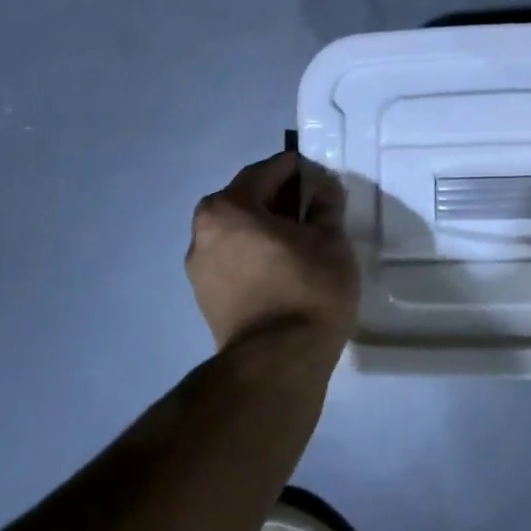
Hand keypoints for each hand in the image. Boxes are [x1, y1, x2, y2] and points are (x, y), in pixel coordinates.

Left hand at [186, 151, 359, 351]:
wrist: (278, 362)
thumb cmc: (307, 289)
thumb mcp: (331, 241)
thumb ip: (325, 206)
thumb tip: (323, 188)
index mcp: (229, 209)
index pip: (265, 172)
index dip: (295, 168)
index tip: (318, 173)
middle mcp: (203, 232)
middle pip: (245, 199)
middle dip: (278, 197)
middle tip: (312, 203)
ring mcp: (199, 267)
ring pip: (237, 231)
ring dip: (265, 226)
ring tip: (300, 236)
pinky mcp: (205, 297)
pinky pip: (233, 257)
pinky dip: (255, 251)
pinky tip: (284, 263)